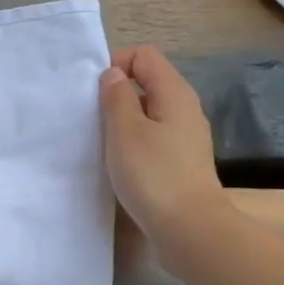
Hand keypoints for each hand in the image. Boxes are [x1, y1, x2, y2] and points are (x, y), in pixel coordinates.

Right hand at [100, 45, 228, 264]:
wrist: (189, 229)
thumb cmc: (154, 175)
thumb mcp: (125, 131)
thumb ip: (116, 97)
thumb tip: (114, 75)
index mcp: (174, 92)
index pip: (144, 55)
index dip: (116, 65)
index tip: (94, 95)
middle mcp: (185, 109)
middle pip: (148, 83)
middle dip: (117, 95)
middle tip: (94, 121)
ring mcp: (186, 137)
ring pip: (150, 114)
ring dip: (124, 123)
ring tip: (104, 145)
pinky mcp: (182, 163)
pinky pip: (155, 139)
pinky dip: (136, 145)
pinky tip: (122, 166)